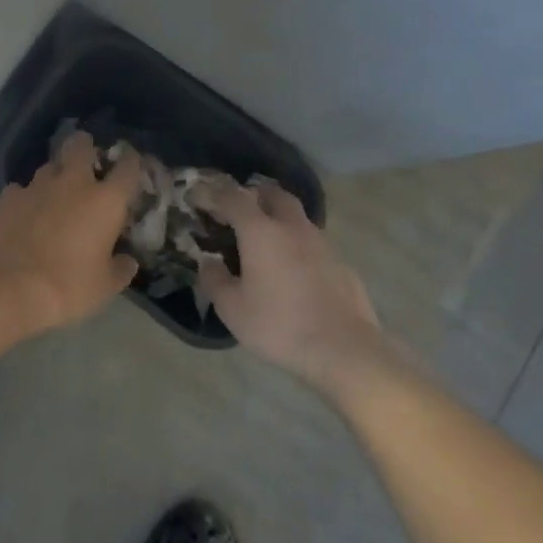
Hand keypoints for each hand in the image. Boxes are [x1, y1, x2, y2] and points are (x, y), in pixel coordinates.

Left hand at [0, 131, 142, 333]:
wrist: (9, 288)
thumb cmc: (68, 287)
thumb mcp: (105, 286)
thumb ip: (120, 269)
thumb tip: (127, 261)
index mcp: (106, 201)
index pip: (128, 167)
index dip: (131, 161)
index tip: (131, 163)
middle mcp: (73, 183)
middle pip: (81, 146)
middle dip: (86, 147)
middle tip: (87, 162)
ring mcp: (37, 187)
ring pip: (50, 165)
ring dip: (56, 174)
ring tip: (55, 192)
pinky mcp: (8, 197)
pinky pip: (21, 188)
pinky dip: (26, 197)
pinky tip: (25, 213)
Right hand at [192, 176, 393, 394]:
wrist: (343, 349)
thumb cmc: (279, 326)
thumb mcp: (232, 309)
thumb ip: (215, 280)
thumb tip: (208, 262)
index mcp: (261, 232)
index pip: (233, 198)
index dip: (213, 194)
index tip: (199, 197)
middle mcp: (292, 227)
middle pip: (272, 194)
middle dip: (252, 195)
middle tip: (237, 211)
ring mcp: (321, 242)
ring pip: (296, 216)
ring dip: (277, 218)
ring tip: (264, 241)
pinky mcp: (340, 262)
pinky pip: (312, 241)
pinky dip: (296, 243)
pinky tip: (292, 269)